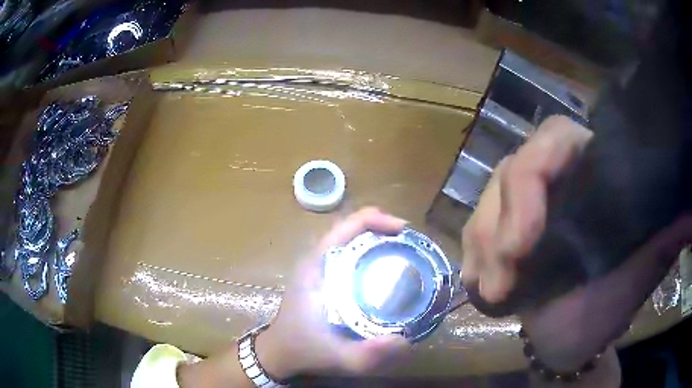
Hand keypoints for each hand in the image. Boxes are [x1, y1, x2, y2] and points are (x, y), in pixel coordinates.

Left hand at [256, 207, 411, 378]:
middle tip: (413, 244)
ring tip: (406, 252)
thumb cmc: (304, 350)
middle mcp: (318, 259)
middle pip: (353, 228)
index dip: (378, 220)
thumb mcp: (338, 358)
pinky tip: (388, 269)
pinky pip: (351, 254)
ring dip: (379, 238)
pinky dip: (371, 252)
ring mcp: (320, 266)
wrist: (279, 352)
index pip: (347, 226)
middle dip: (384, 228)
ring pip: (352, 239)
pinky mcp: (324, 275)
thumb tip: (405, 339)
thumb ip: (368, 355)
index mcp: (317, 267)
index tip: (405, 231)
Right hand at [461, 115, 690, 371]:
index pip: (556, 138)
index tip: (526, 242)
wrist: (573, 336)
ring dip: (483, 246)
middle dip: (501, 223)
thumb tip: (686, 202)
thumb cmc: (611, 304)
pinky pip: (474, 229)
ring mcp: (524, 207)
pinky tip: (482, 283)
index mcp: (592, 173)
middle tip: (503, 280)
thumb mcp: (643, 264)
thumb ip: (667, 227)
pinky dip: (473, 255)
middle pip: (512, 168)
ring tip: (493, 292)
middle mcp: (556, 180)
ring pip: (487, 200)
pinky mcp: (501, 233)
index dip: (534, 175)